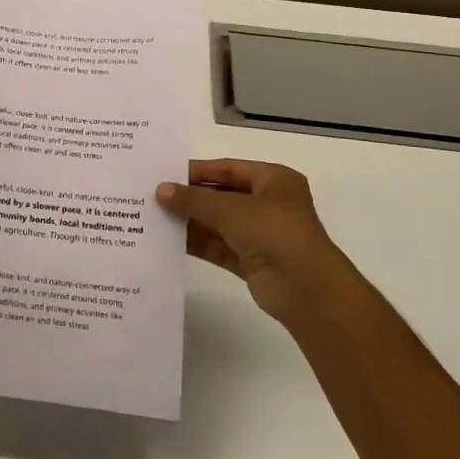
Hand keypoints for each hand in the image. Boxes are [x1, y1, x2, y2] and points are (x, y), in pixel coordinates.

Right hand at [156, 160, 343, 323]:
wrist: (306, 289)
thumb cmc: (273, 232)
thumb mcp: (230, 209)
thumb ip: (193, 199)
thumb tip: (160, 190)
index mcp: (274, 180)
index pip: (228, 169)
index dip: (197, 171)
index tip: (164, 174)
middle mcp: (269, 204)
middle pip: (222, 196)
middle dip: (191, 198)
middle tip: (153, 196)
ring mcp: (261, 235)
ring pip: (219, 223)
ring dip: (191, 221)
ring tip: (154, 217)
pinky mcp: (252, 262)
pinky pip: (219, 247)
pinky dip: (198, 243)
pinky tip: (169, 241)